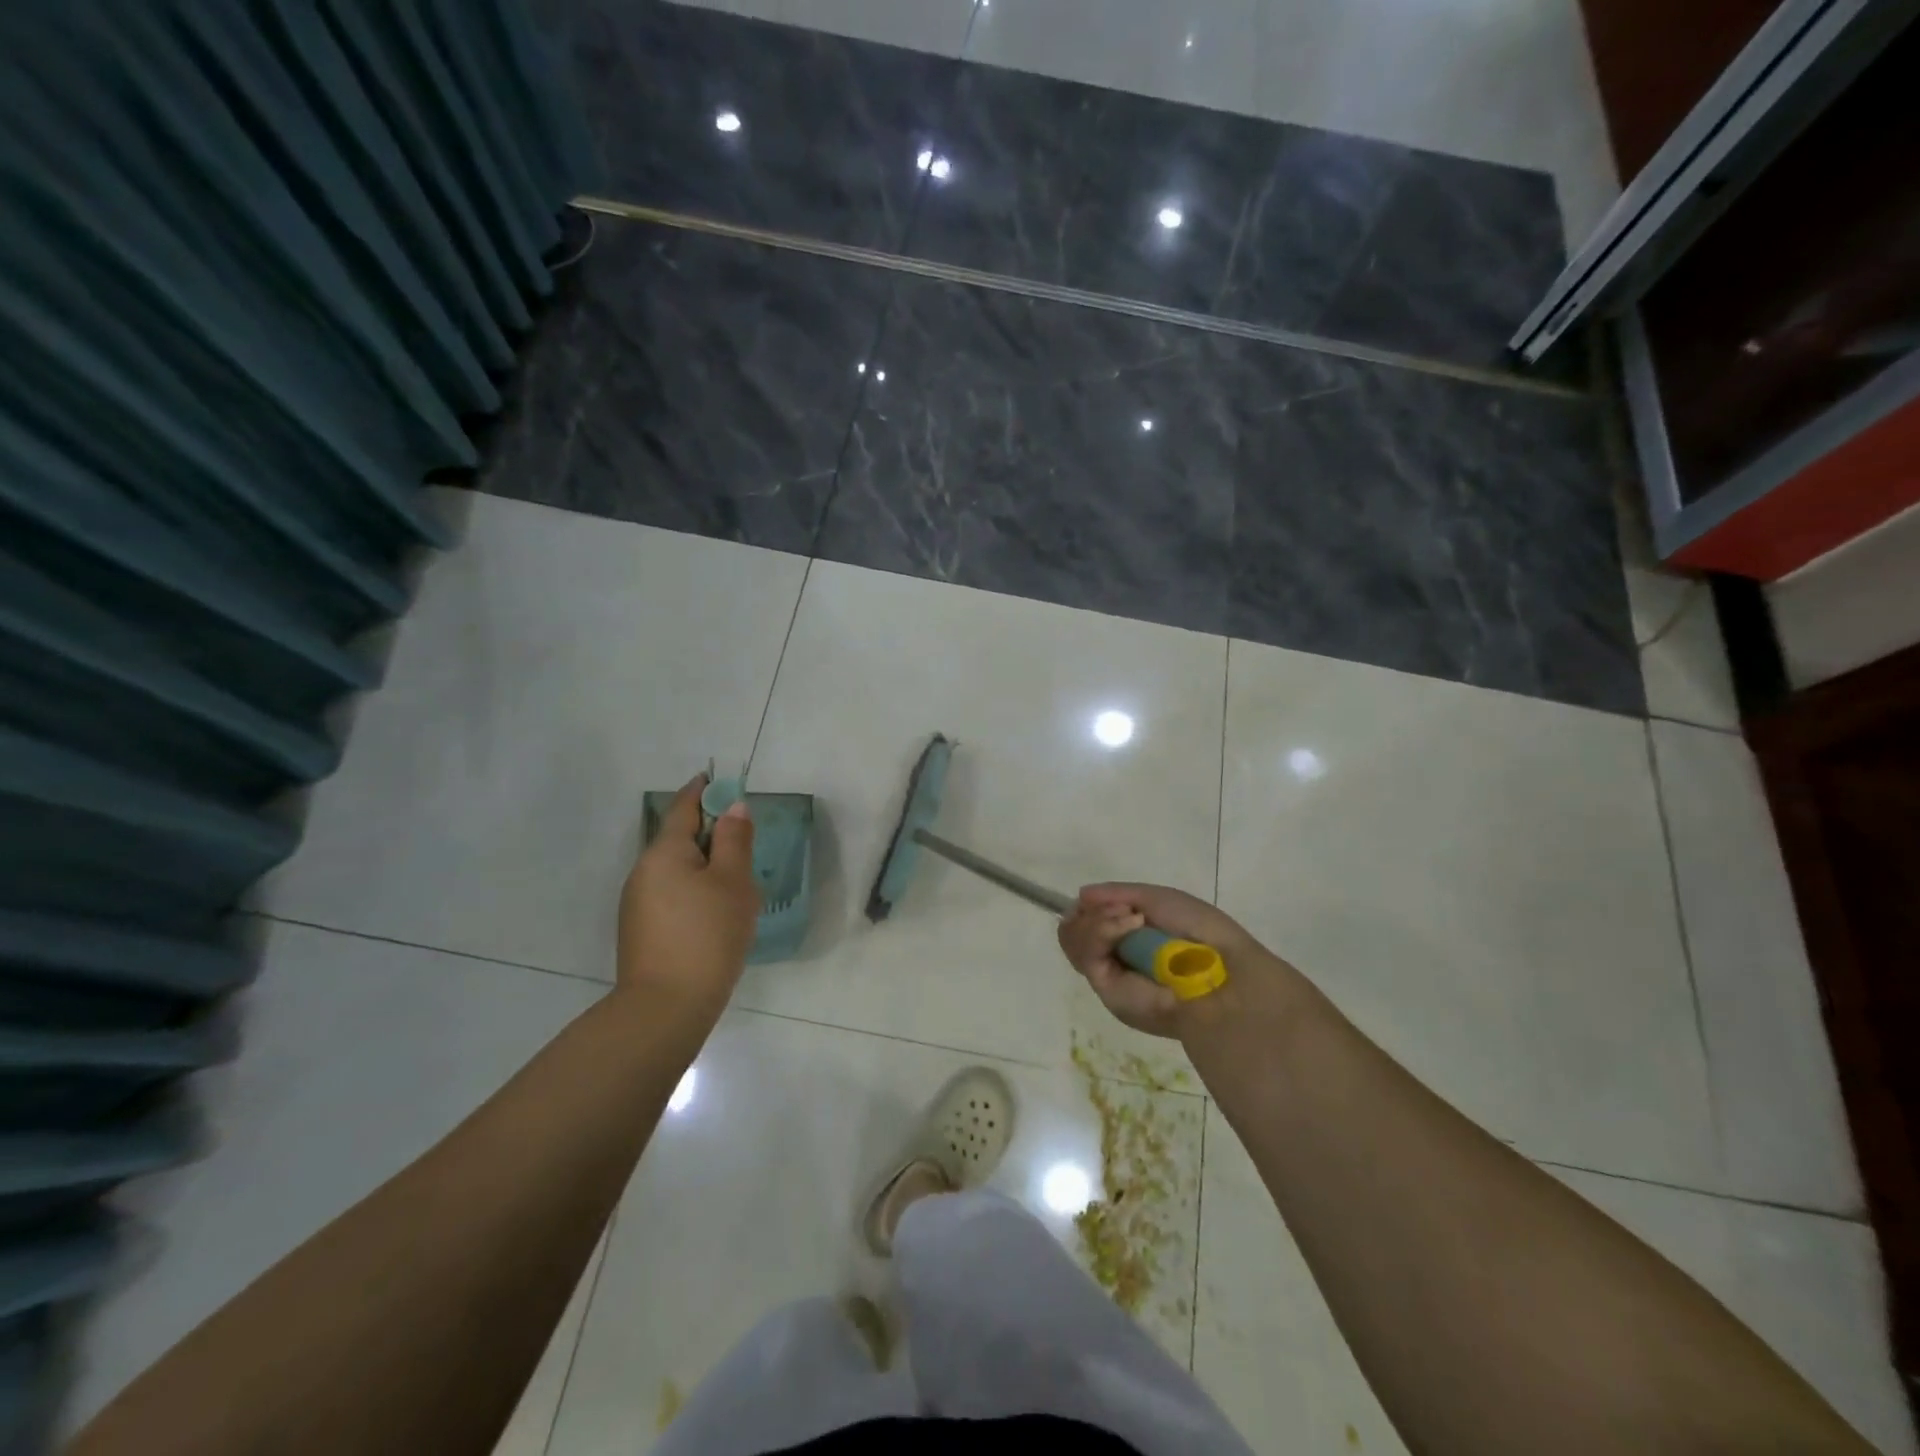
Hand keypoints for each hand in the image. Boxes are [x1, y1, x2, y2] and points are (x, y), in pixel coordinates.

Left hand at [617, 775, 760, 1015]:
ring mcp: (638, 903)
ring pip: (677, 871)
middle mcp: (643, 871)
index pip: (684, 808)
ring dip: (705, 867)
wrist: (665, 1008)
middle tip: (743, 841)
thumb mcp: (733, 882)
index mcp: (664, 852)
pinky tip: (716, 915)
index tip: (717, 779)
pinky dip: (695, 892)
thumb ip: (735, 840)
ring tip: (737, 885)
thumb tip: (733, 807)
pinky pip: (672, 895)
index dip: (703, 791)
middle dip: (710, 835)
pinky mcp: (641, 931)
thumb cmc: (707, 935)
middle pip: (680, 840)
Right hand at [1057, 883, 1278, 1039]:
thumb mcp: (1157, 898)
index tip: (1101, 897)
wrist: (1220, 971)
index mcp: (1129, 939)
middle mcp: (1115, 957)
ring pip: (1072, 939)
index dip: (1088, 907)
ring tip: (1131, 918)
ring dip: (1097, 920)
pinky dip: (1102, 931)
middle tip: (1122, 909)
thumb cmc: (1199, 931)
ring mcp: (1109, 974)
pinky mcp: (1106, 990)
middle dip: (1092, 912)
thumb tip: (1081, 895)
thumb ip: (1117, 894)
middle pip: (1073, 929)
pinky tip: (1130, 925)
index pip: (1087, 921)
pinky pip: (1085, 953)